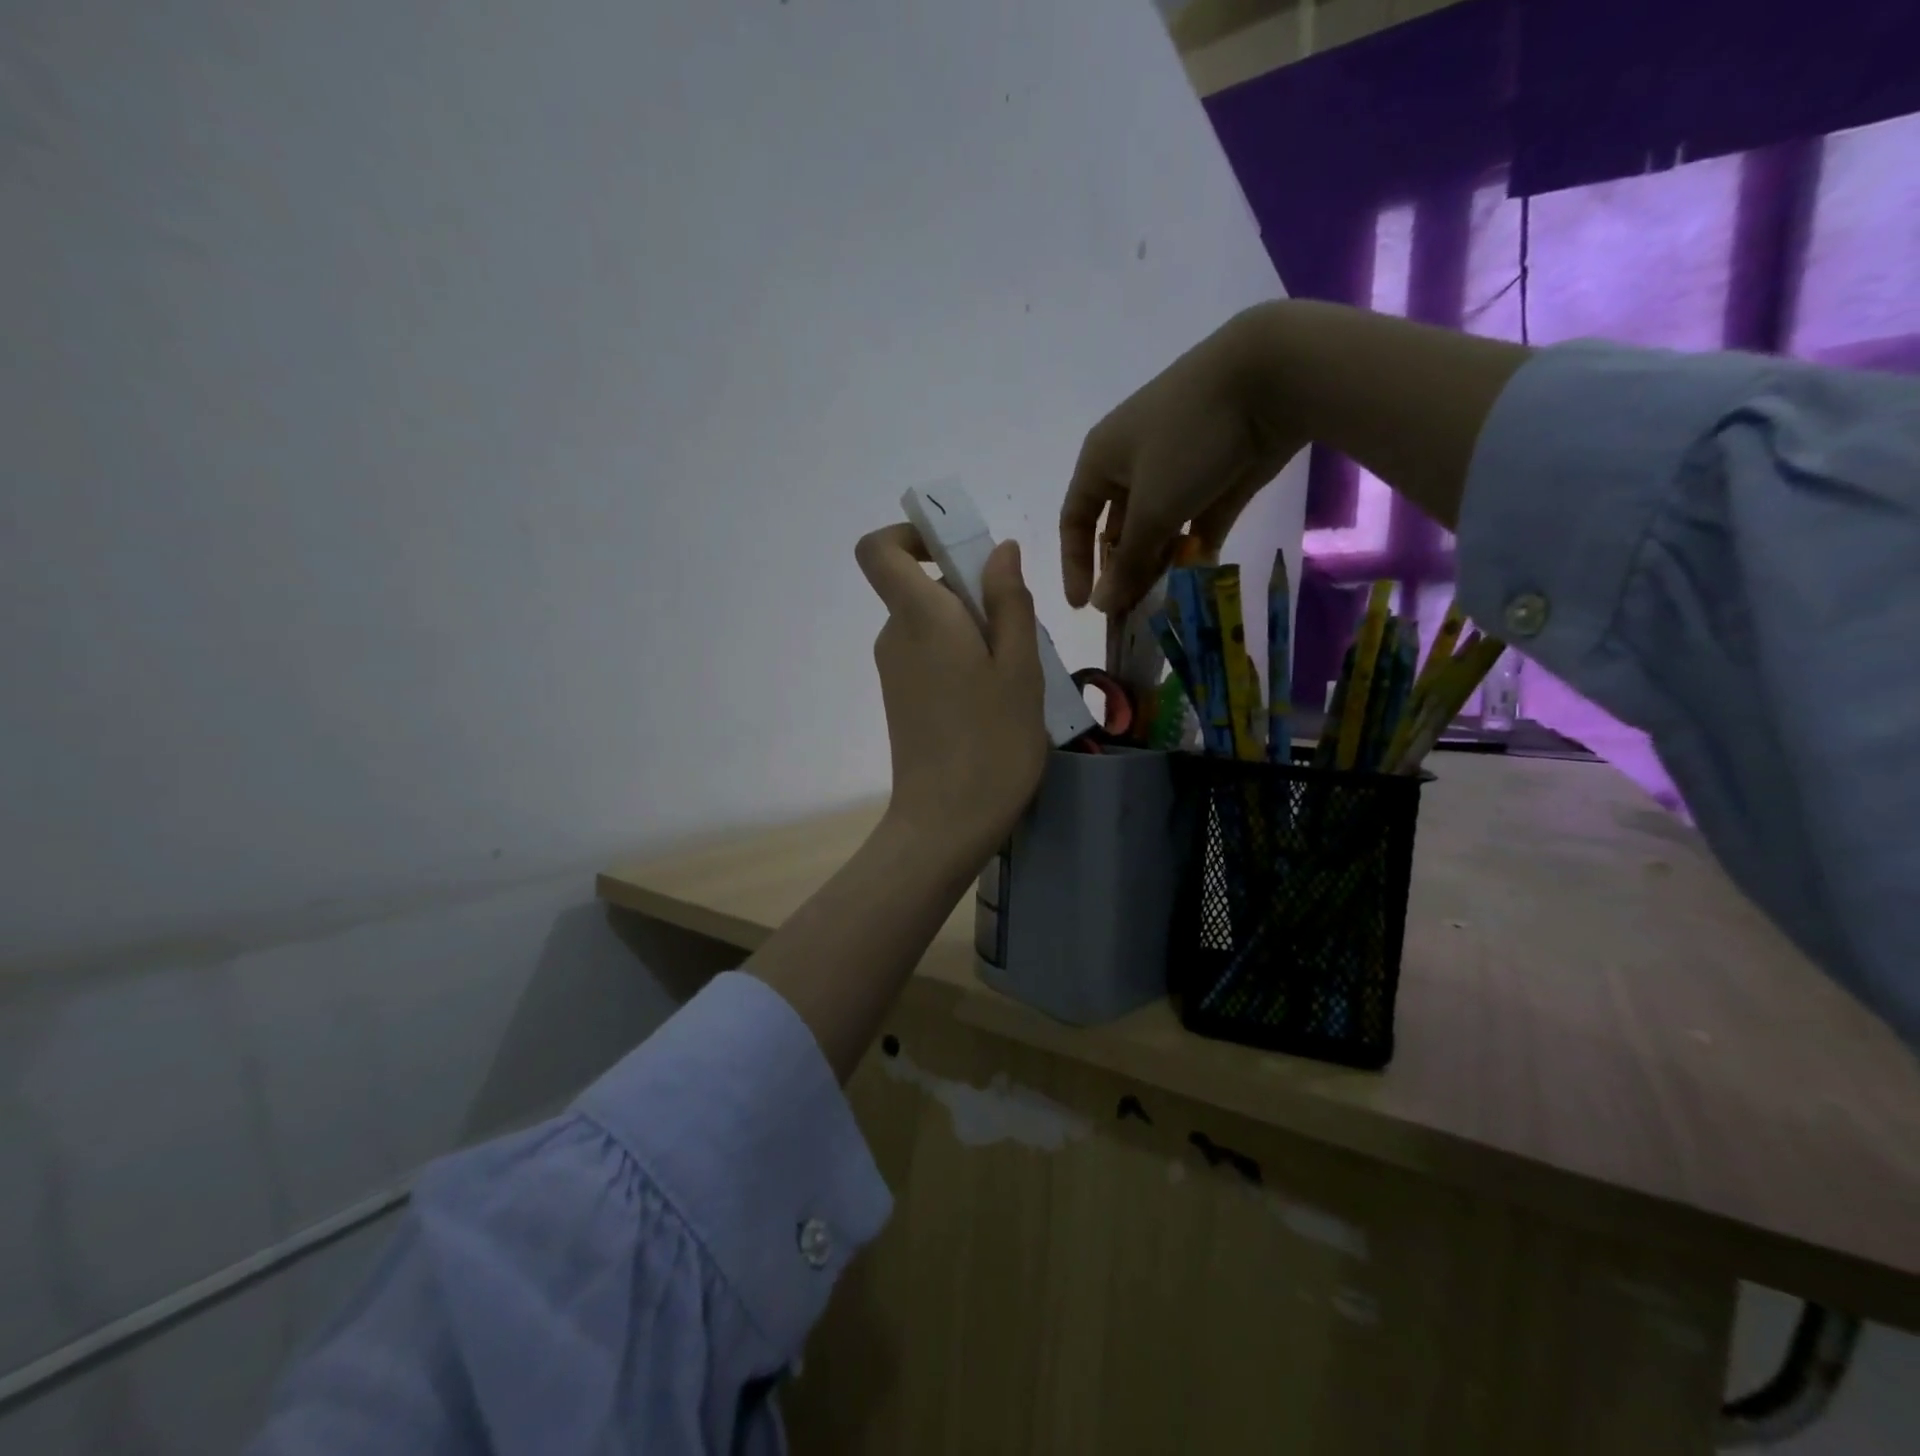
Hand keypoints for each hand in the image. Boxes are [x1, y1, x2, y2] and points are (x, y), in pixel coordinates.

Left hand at [856, 523, 1047, 862]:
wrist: (946, 823)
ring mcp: (894, 672)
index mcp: (919, 617)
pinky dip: (963, 660)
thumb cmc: (993, 742)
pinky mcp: (901, 700)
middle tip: (1021, 636)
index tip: (958, 552)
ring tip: (1017, 676)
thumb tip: (1000, 550)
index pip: (879, 550)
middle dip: (972, 594)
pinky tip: (996, 700)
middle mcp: (895, 637)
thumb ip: (1009, 601)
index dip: (911, 535)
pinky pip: (931, 657)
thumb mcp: (1020, 667)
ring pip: (934, 626)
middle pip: (922, 588)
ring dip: (976, 632)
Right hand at [1060, 306, 1301, 615]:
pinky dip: (1193, 548)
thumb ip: (1128, 562)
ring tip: (1164, 601)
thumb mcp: (1152, 508)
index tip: (1085, 606)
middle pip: (1118, 529)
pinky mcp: (1216, 476)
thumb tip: (1102, 606)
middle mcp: (1133, 465)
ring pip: (1157, 528)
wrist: (1271, 377)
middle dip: (1122, 570)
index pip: (1075, 520)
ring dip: (1158, 563)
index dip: (1074, 564)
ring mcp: (1176, 469)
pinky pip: (1194, 522)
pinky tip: (1197, 578)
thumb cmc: (1188, 439)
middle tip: (1131, 611)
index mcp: (1101, 460)